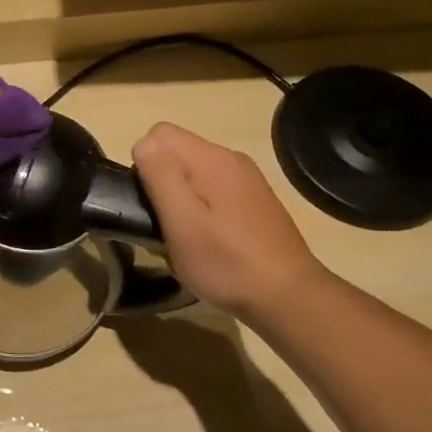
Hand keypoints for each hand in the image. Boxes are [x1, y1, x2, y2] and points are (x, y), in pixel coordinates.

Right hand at [132, 122, 322, 318]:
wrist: (289, 298)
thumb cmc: (227, 262)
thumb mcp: (182, 222)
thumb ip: (161, 176)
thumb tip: (143, 143)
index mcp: (213, 159)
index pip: (159, 133)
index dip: (145, 164)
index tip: (152, 202)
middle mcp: (232, 159)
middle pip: (177, 151)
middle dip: (162, 181)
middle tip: (167, 224)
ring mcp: (247, 179)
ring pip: (193, 172)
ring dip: (181, 198)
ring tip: (186, 236)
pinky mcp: (255, 200)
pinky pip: (212, 188)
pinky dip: (201, 207)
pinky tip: (210, 239)